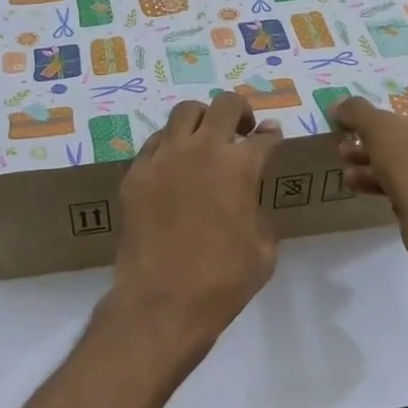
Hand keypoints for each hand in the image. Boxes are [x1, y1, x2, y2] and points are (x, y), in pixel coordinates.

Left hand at [103, 93, 282, 364]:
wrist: (162, 302)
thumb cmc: (223, 282)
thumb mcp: (264, 250)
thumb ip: (260, 211)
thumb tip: (250, 194)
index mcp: (241, 166)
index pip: (264, 136)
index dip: (272, 136)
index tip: (271, 138)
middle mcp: (203, 149)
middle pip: (226, 104)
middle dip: (240, 112)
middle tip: (241, 132)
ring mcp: (164, 157)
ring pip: (185, 112)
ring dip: (202, 120)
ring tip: (204, 140)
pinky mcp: (136, 172)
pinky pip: (156, 142)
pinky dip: (171, 145)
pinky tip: (174, 166)